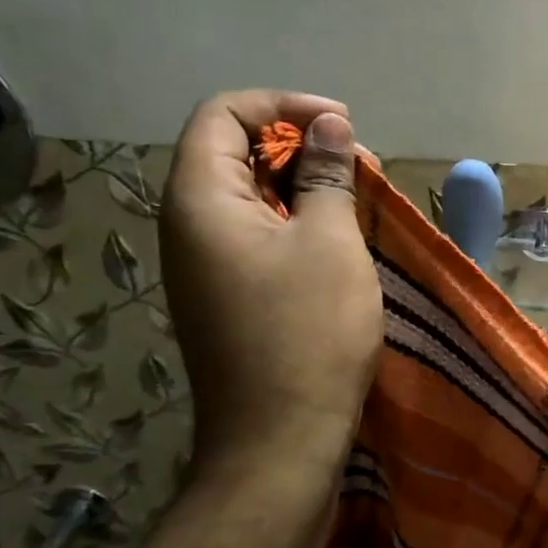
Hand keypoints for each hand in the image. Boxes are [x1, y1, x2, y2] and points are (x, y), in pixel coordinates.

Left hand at [159, 91, 382, 488]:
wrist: (278, 441)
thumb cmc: (308, 332)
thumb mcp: (330, 242)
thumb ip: (326, 174)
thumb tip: (328, 125)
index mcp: (200, 200)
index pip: (223, 114)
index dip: (282, 106)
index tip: (341, 125)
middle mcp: (189, 225)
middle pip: (233, 151)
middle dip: (298, 144)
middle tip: (358, 164)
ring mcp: (204, 265)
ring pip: (248, 195)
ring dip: (302, 185)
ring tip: (357, 198)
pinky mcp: (226, 295)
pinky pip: (255, 234)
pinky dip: (295, 221)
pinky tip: (338, 239)